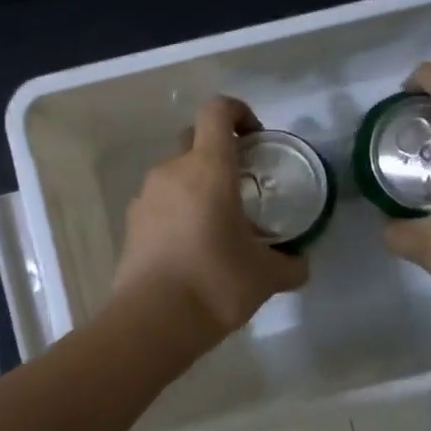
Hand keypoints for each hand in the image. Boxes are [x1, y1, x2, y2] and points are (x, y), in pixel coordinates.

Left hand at [112, 96, 307, 340]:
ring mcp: (146, 195)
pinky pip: (159, 200)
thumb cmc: (216, 283)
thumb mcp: (266, 276)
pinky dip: (177, 208)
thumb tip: (300, 263)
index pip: (217, 111)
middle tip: (241, 182)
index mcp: (208, 168)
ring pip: (175, 172)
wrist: (153, 320)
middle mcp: (172, 171)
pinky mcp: (131, 222)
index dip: (239, 112)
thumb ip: (290, 264)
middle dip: (218, 150)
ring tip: (217, 220)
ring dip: (196, 183)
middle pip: (193, 138)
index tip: (256, 138)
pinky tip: (192, 243)